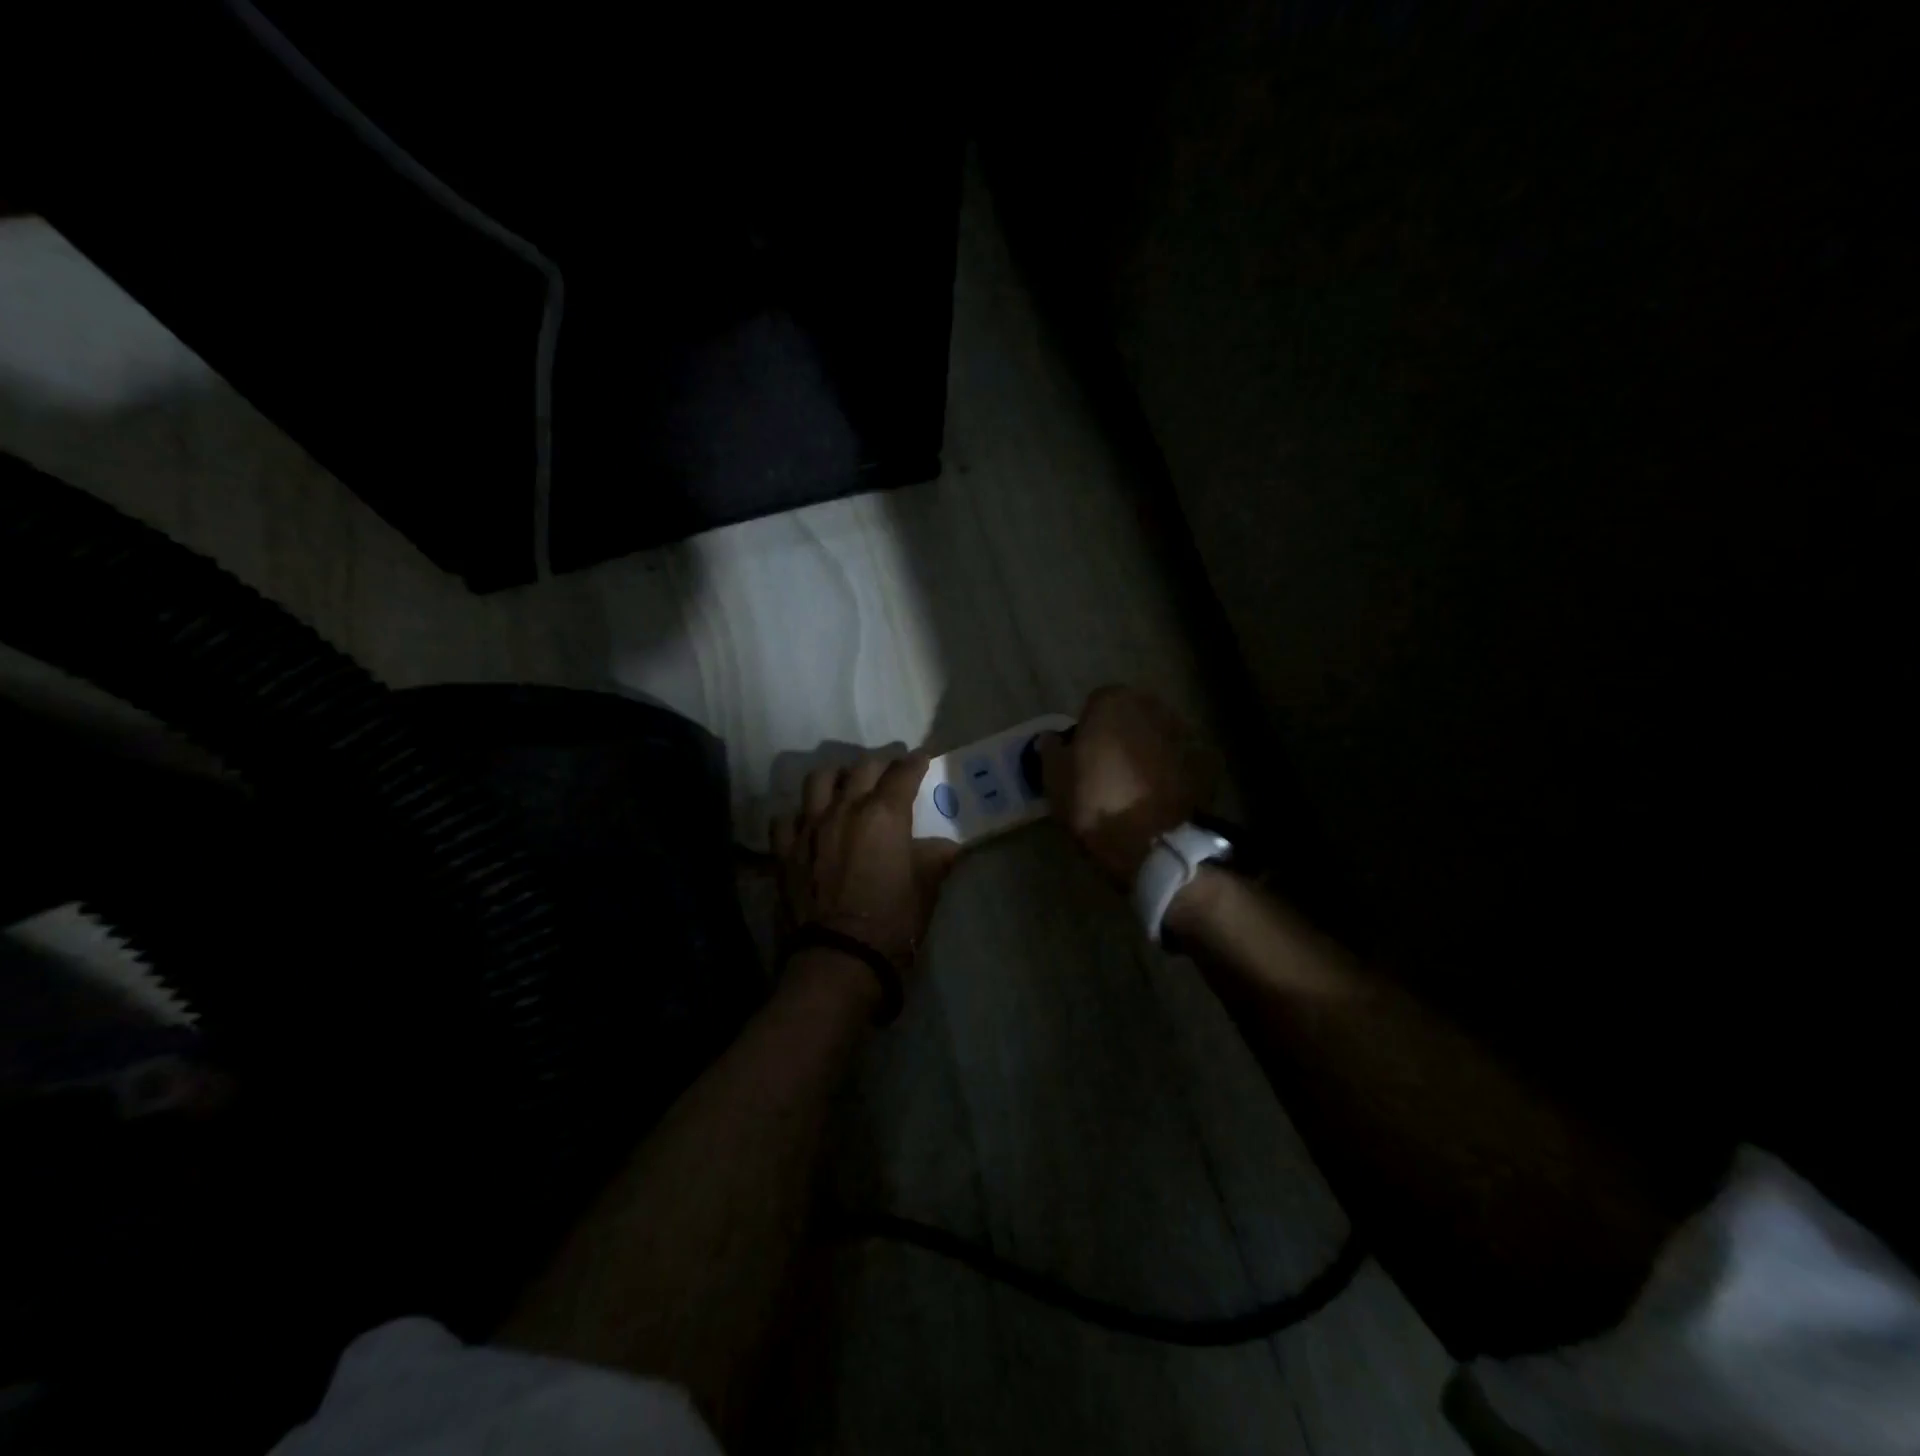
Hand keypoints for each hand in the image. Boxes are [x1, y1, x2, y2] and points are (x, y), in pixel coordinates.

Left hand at [771, 752, 959, 969]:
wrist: (840, 958)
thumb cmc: (893, 922)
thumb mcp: (926, 887)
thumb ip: (935, 858)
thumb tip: (948, 846)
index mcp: (884, 814)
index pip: (903, 772)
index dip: (915, 761)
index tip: (922, 758)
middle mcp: (844, 809)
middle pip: (861, 768)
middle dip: (880, 764)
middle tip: (890, 772)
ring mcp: (809, 827)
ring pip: (818, 780)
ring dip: (836, 777)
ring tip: (845, 786)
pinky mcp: (785, 851)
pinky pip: (786, 818)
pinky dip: (799, 815)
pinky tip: (808, 824)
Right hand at [1039, 686, 1214, 886]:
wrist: (1153, 842)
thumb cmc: (1095, 803)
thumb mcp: (1054, 779)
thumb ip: (1051, 750)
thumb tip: (1052, 739)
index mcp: (1112, 702)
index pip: (1094, 704)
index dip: (1087, 729)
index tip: (1082, 756)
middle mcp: (1152, 706)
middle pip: (1131, 714)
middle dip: (1121, 733)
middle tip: (1108, 767)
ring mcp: (1184, 731)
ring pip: (1157, 734)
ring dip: (1148, 750)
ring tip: (1135, 784)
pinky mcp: (1206, 760)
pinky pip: (1180, 758)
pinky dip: (1172, 769)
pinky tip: (1161, 794)